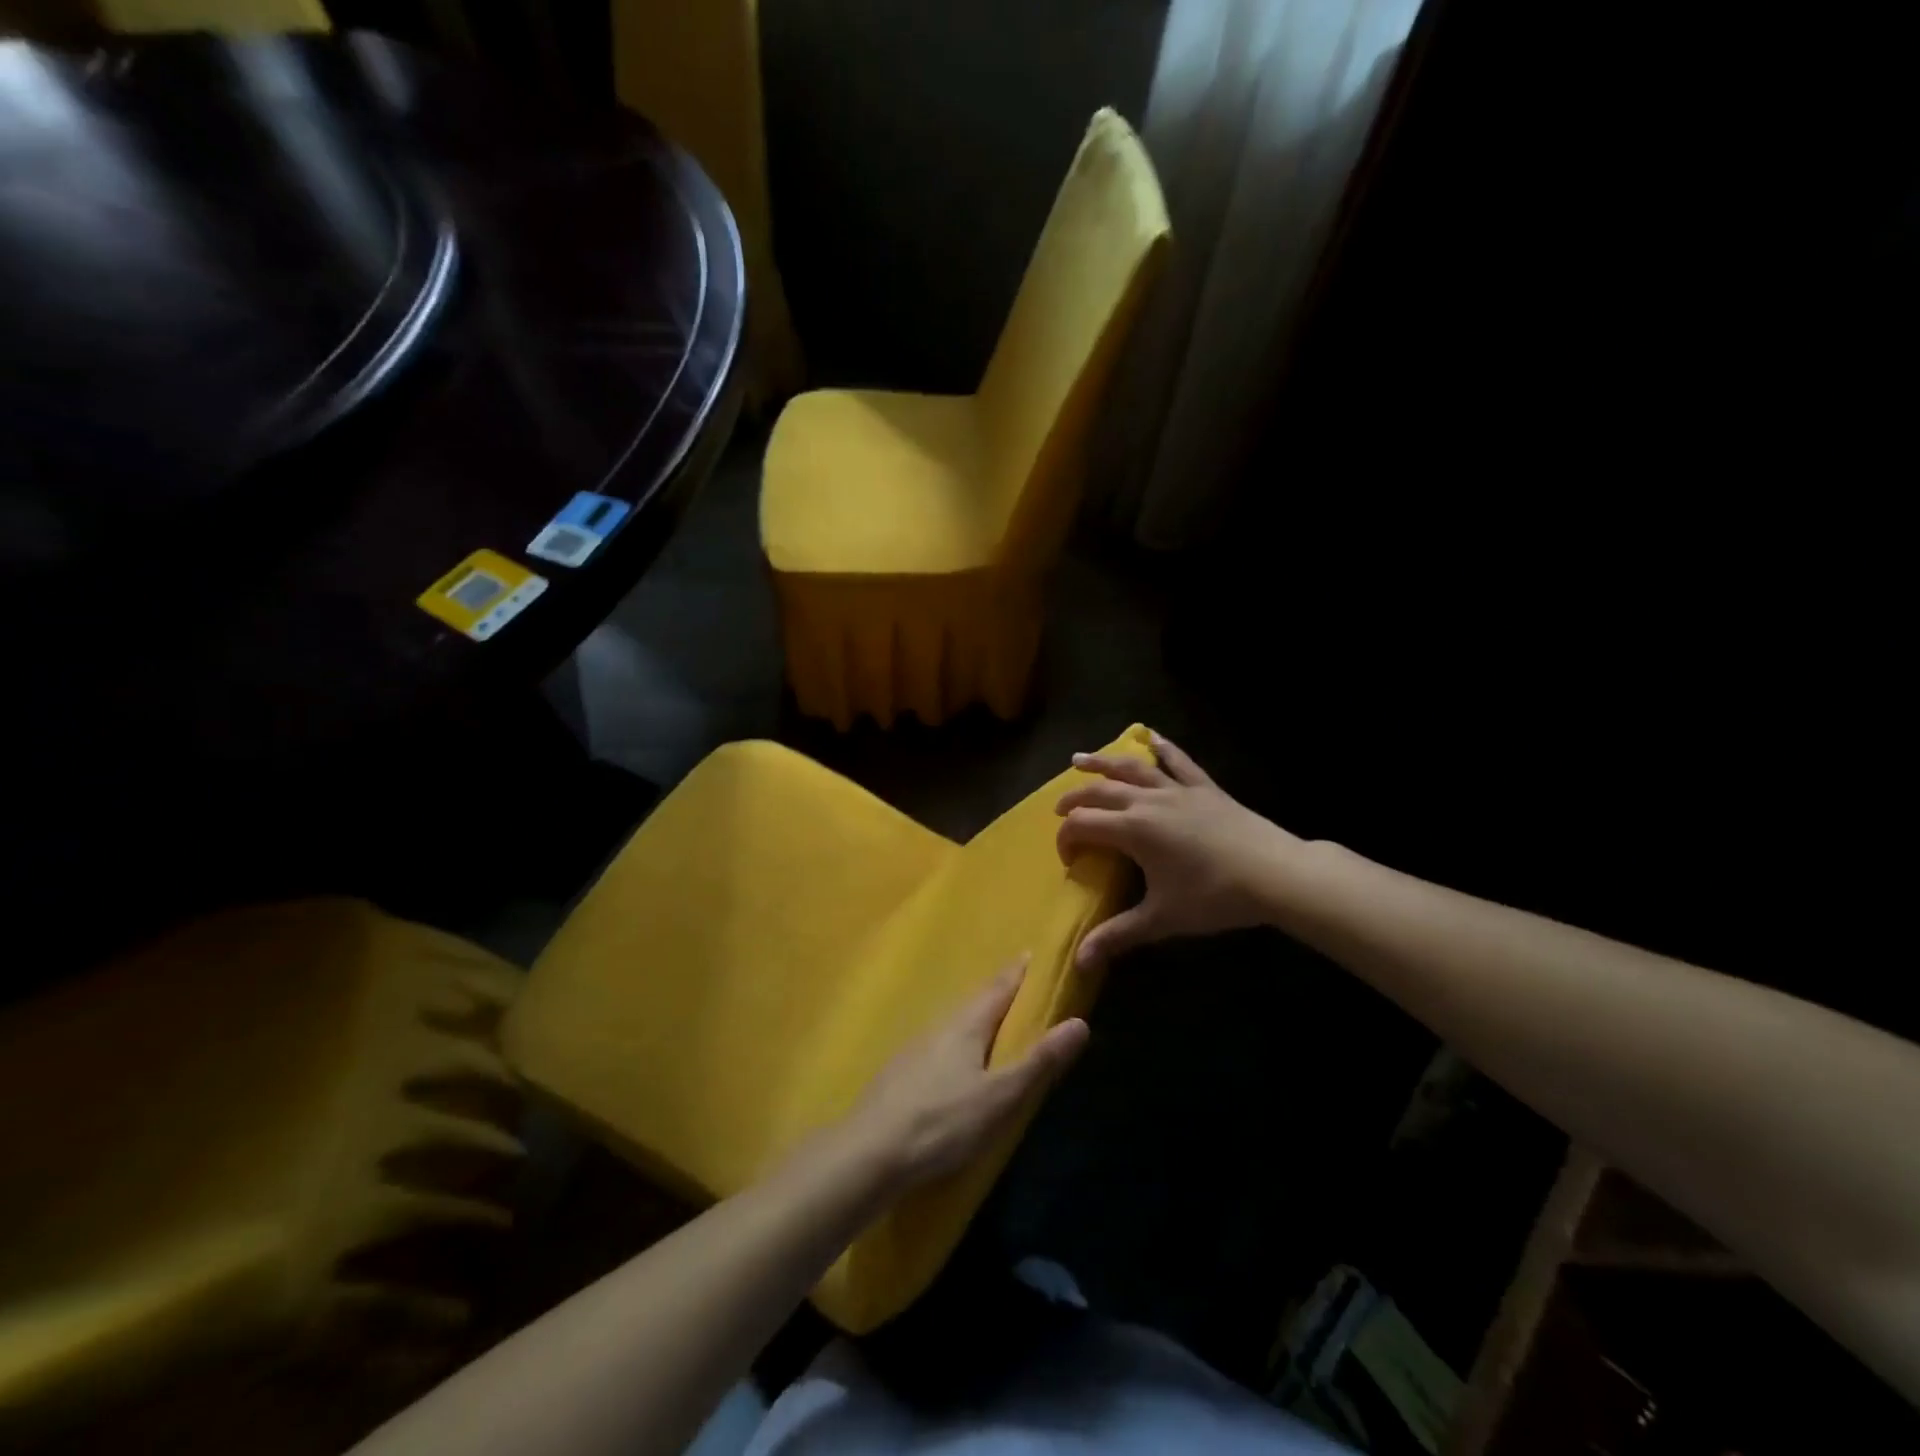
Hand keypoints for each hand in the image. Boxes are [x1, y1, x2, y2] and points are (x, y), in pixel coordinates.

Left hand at [841, 957, 1088, 1192]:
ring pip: (954, 1022)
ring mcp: (915, 1048)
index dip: (1018, 972)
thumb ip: (1039, 1062)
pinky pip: (938, 1043)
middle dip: (998, 991)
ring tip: (993, 1019)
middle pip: (974, 1000)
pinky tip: (955, 1058)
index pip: (998, 987)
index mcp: (966, 1024)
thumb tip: (1080, 1022)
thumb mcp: (1000, 1097)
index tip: (1033, 954)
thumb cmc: (942, 1122)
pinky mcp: (900, 1072)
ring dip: (976, 1015)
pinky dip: (957, 1040)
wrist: (869, 1152)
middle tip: (1019, 984)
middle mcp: (939, 1025)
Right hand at [1056, 732, 1300, 966]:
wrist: (1275, 874)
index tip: (1068, 859)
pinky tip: (1150, 736)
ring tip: (1079, 760)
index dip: (1066, 838)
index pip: (1084, 824)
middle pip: (1100, 792)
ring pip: (1131, 768)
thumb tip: (1079, 962)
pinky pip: (1178, 760)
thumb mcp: (1161, 919)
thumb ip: (1118, 935)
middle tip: (1059, 809)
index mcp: (1133, 829)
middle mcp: (1148, 801)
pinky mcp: (1203, 787)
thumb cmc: (1214, 896)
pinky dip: (1162, 746)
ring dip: (1102, 762)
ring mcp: (1177, 789)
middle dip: (1074, 799)